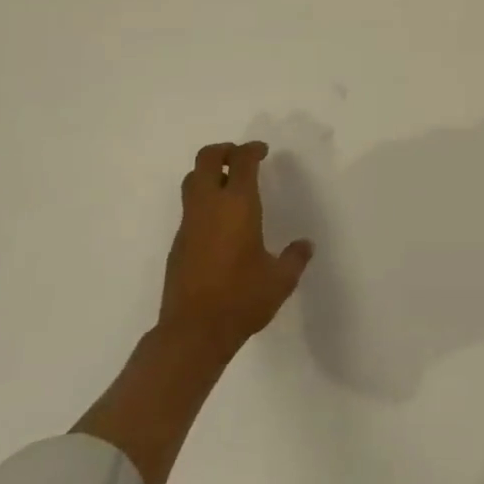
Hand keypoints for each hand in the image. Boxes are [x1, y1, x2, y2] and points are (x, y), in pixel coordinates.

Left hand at [158, 141, 312, 358]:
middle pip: (206, 158)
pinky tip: (219, 224)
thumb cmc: (241, 298)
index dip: (252, 149)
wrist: (192, 333)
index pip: (241, 160)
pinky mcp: (178, 243)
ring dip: (209, 174)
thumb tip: (305, 245)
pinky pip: (189, 208)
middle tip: (240, 158)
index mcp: (237, 204)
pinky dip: (203, 202)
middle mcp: (209, 205)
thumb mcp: (280, 280)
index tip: (262, 151)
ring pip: (192, 181)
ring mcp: (189, 223)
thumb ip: (295, 258)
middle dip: (223, 150)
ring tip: (228, 186)